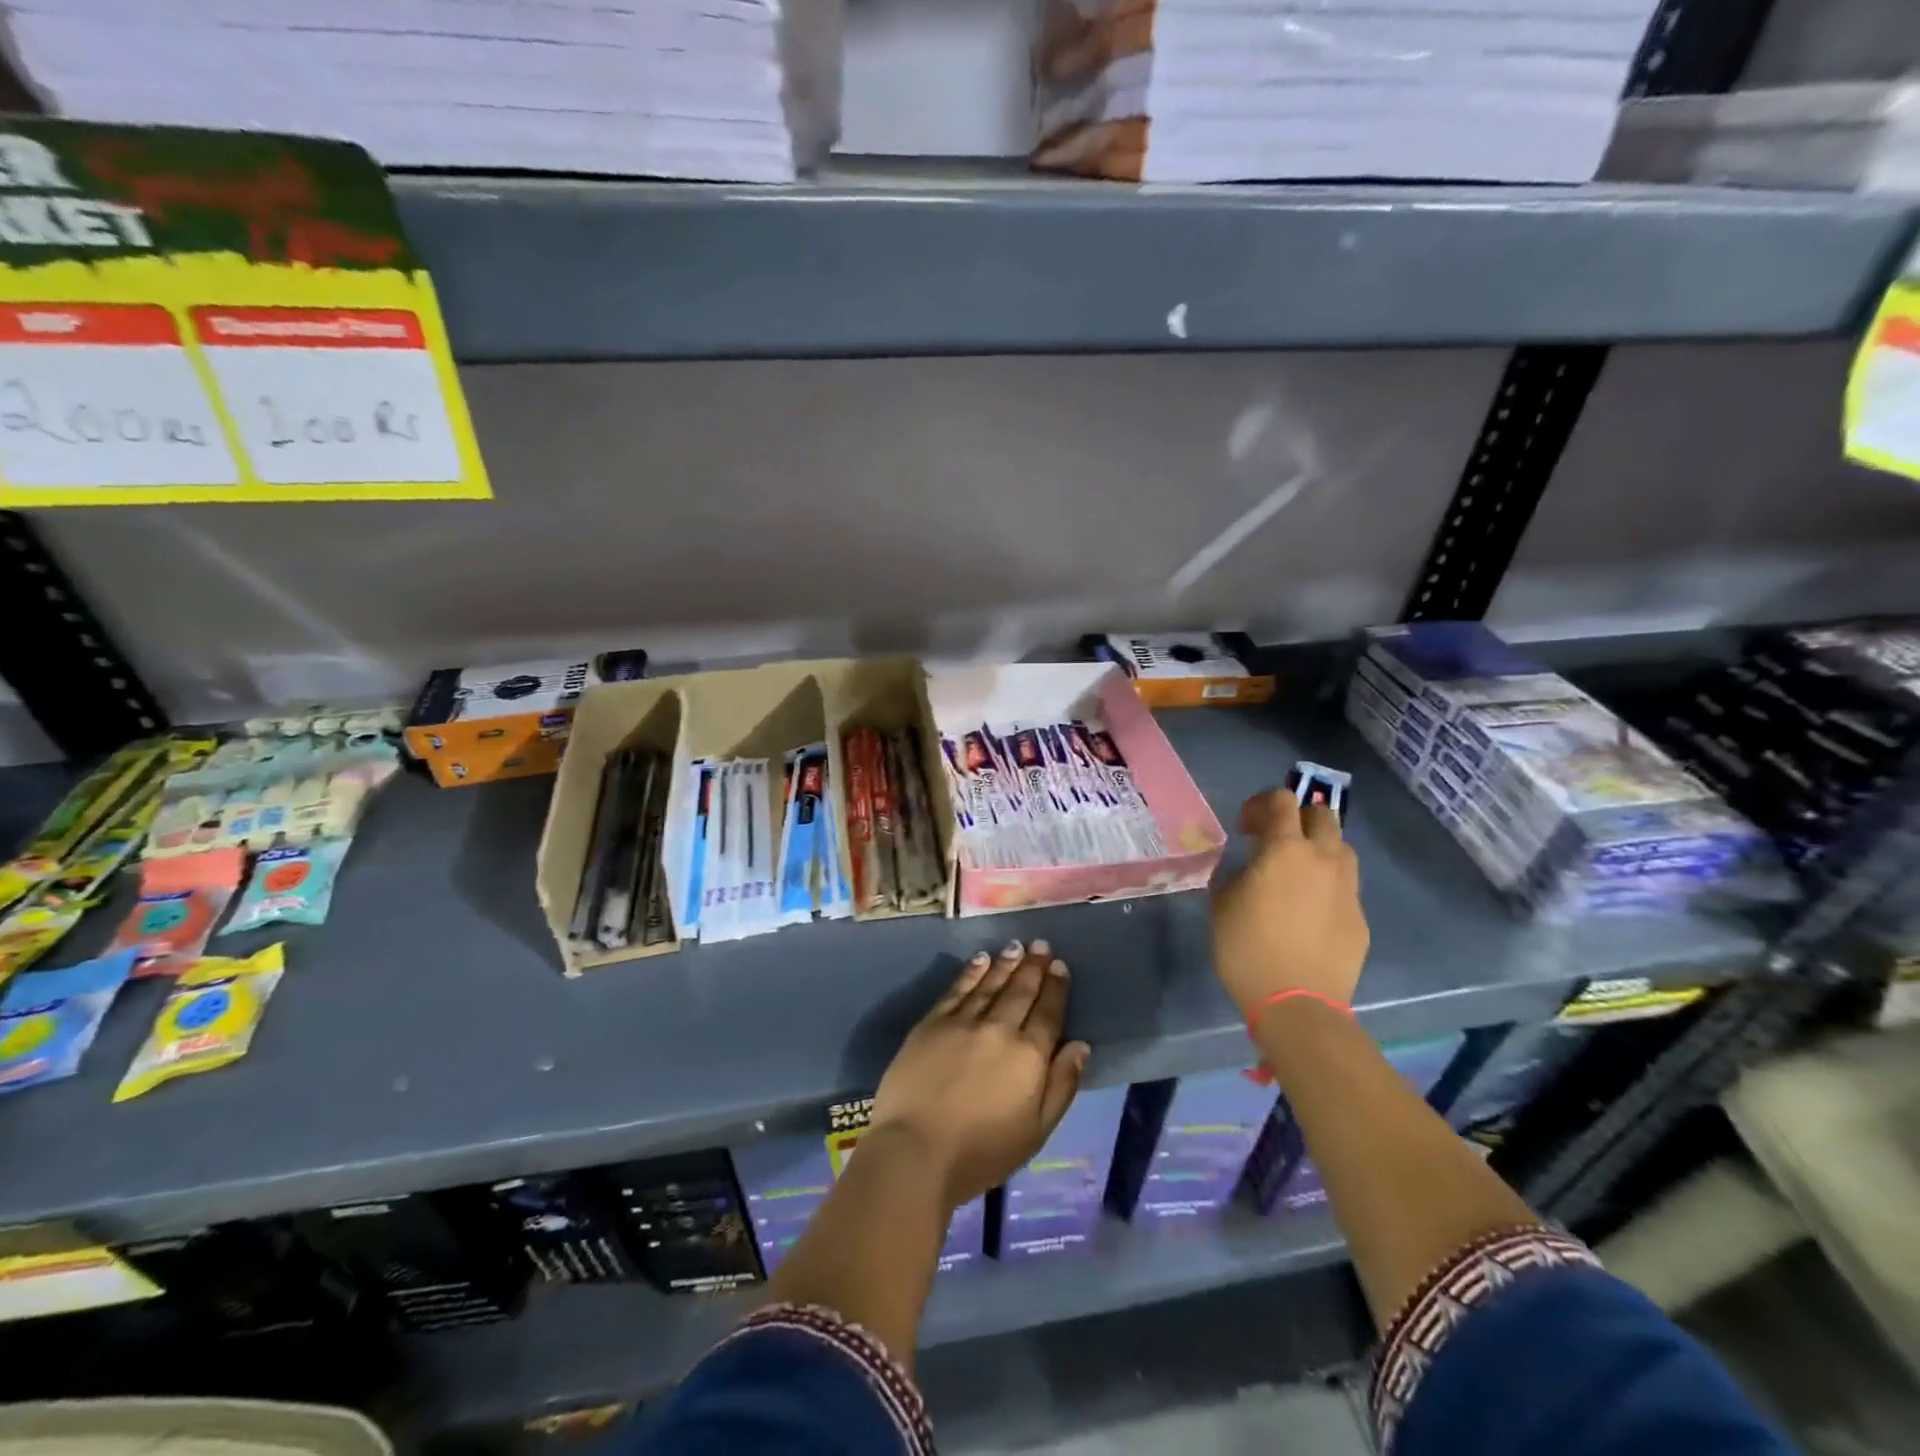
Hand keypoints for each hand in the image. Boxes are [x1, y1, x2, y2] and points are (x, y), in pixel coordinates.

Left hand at [869, 940, 1089, 1208]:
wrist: (916, 1150)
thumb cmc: (982, 1152)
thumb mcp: (1036, 1131)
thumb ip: (1062, 1085)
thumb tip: (1080, 1045)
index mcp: (1029, 1056)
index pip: (1048, 1013)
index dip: (1056, 987)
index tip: (1060, 965)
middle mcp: (999, 1029)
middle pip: (1021, 991)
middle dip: (1033, 966)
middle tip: (1041, 944)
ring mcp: (963, 1022)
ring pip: (990, 984)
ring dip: (1005, 964)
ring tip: (1016, 947)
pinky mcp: (932, 1023)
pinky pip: (957, 989)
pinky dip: (971, 972)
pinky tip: (980, 960)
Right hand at [1211, 789, 1368, 1021]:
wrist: (1297, 1004)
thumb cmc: (1247, 949)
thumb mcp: (1221, 904)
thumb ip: (1234, 874)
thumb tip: (1246, 868)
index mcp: (1285, 850)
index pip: (1281, 801)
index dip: (1260, 804)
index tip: (1245, 826)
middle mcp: (1323, 859)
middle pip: (1322, 816)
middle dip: (1297, 819)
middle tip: (1274, 842)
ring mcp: (1348, 888)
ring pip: (1341, 849)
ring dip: (1318, 848)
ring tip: (1297, 872)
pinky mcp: (1360, 917)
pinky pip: (1345, 886)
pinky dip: (1327, 885)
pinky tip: (1308, 911)